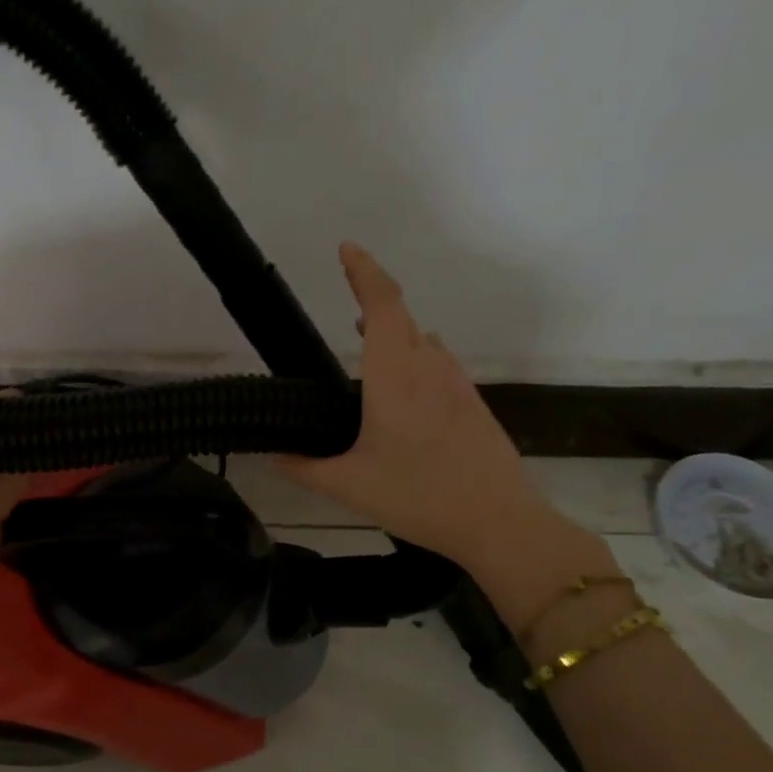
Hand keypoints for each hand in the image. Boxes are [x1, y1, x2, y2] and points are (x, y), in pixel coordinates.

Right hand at [274, 242, 576, 574]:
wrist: (500, 522)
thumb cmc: (418, 497)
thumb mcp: (348, 486)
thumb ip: (304, 468)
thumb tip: (272, 456)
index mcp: (394, 376)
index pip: (381, 305)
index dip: (363, 271)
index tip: (346, 249)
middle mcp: (428, 368)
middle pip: (400, 315)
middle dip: (371, 298)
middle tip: (345, 301)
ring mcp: (456, 384)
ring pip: (421, 340)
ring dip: (393, 331)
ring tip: (366, 344)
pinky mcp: (472, 403)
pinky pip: (439, 363)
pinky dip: (414, 357)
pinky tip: (402, 389)